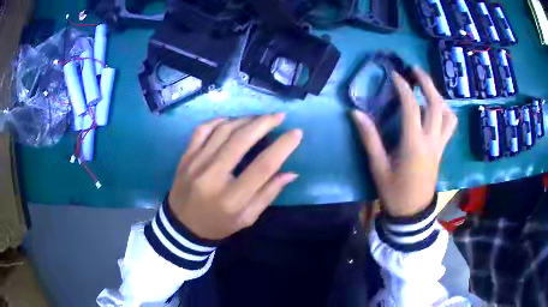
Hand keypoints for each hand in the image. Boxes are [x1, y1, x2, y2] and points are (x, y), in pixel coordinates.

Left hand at [168, 114, 301, 239]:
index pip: (263, 166)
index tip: (296, 133)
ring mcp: (195, 163)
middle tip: (279, 116)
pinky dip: (219, 121)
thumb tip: (291, 173)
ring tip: (259, 118)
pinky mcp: (185, 156)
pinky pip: (202, 130)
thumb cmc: (218, 225)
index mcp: (231, 198)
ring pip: (223, 130)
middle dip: (264, 123)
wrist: (181, 226)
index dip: (283, 147)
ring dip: (244, 119)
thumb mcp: (247, 218)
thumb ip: (268, 194)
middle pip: (241, 141)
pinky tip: (231, 120)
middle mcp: (212, 177)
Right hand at [352, 67, 456, 216]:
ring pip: (447, 115)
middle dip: (427, 83)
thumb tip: (356, 113)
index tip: (395, 75)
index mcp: (414, 144)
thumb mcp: (378, 166)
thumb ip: (369, 138)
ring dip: (439, 96)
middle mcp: (431, 141)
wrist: (412, 212)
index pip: (411, 107)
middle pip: (436, 105)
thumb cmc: (394, 192)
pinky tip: (437, 108)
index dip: (403, 87)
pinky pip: (450, 126)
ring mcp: (440, 146)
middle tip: (416, 70)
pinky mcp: (442, 150)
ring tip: (427, 86)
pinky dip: (445, 111)